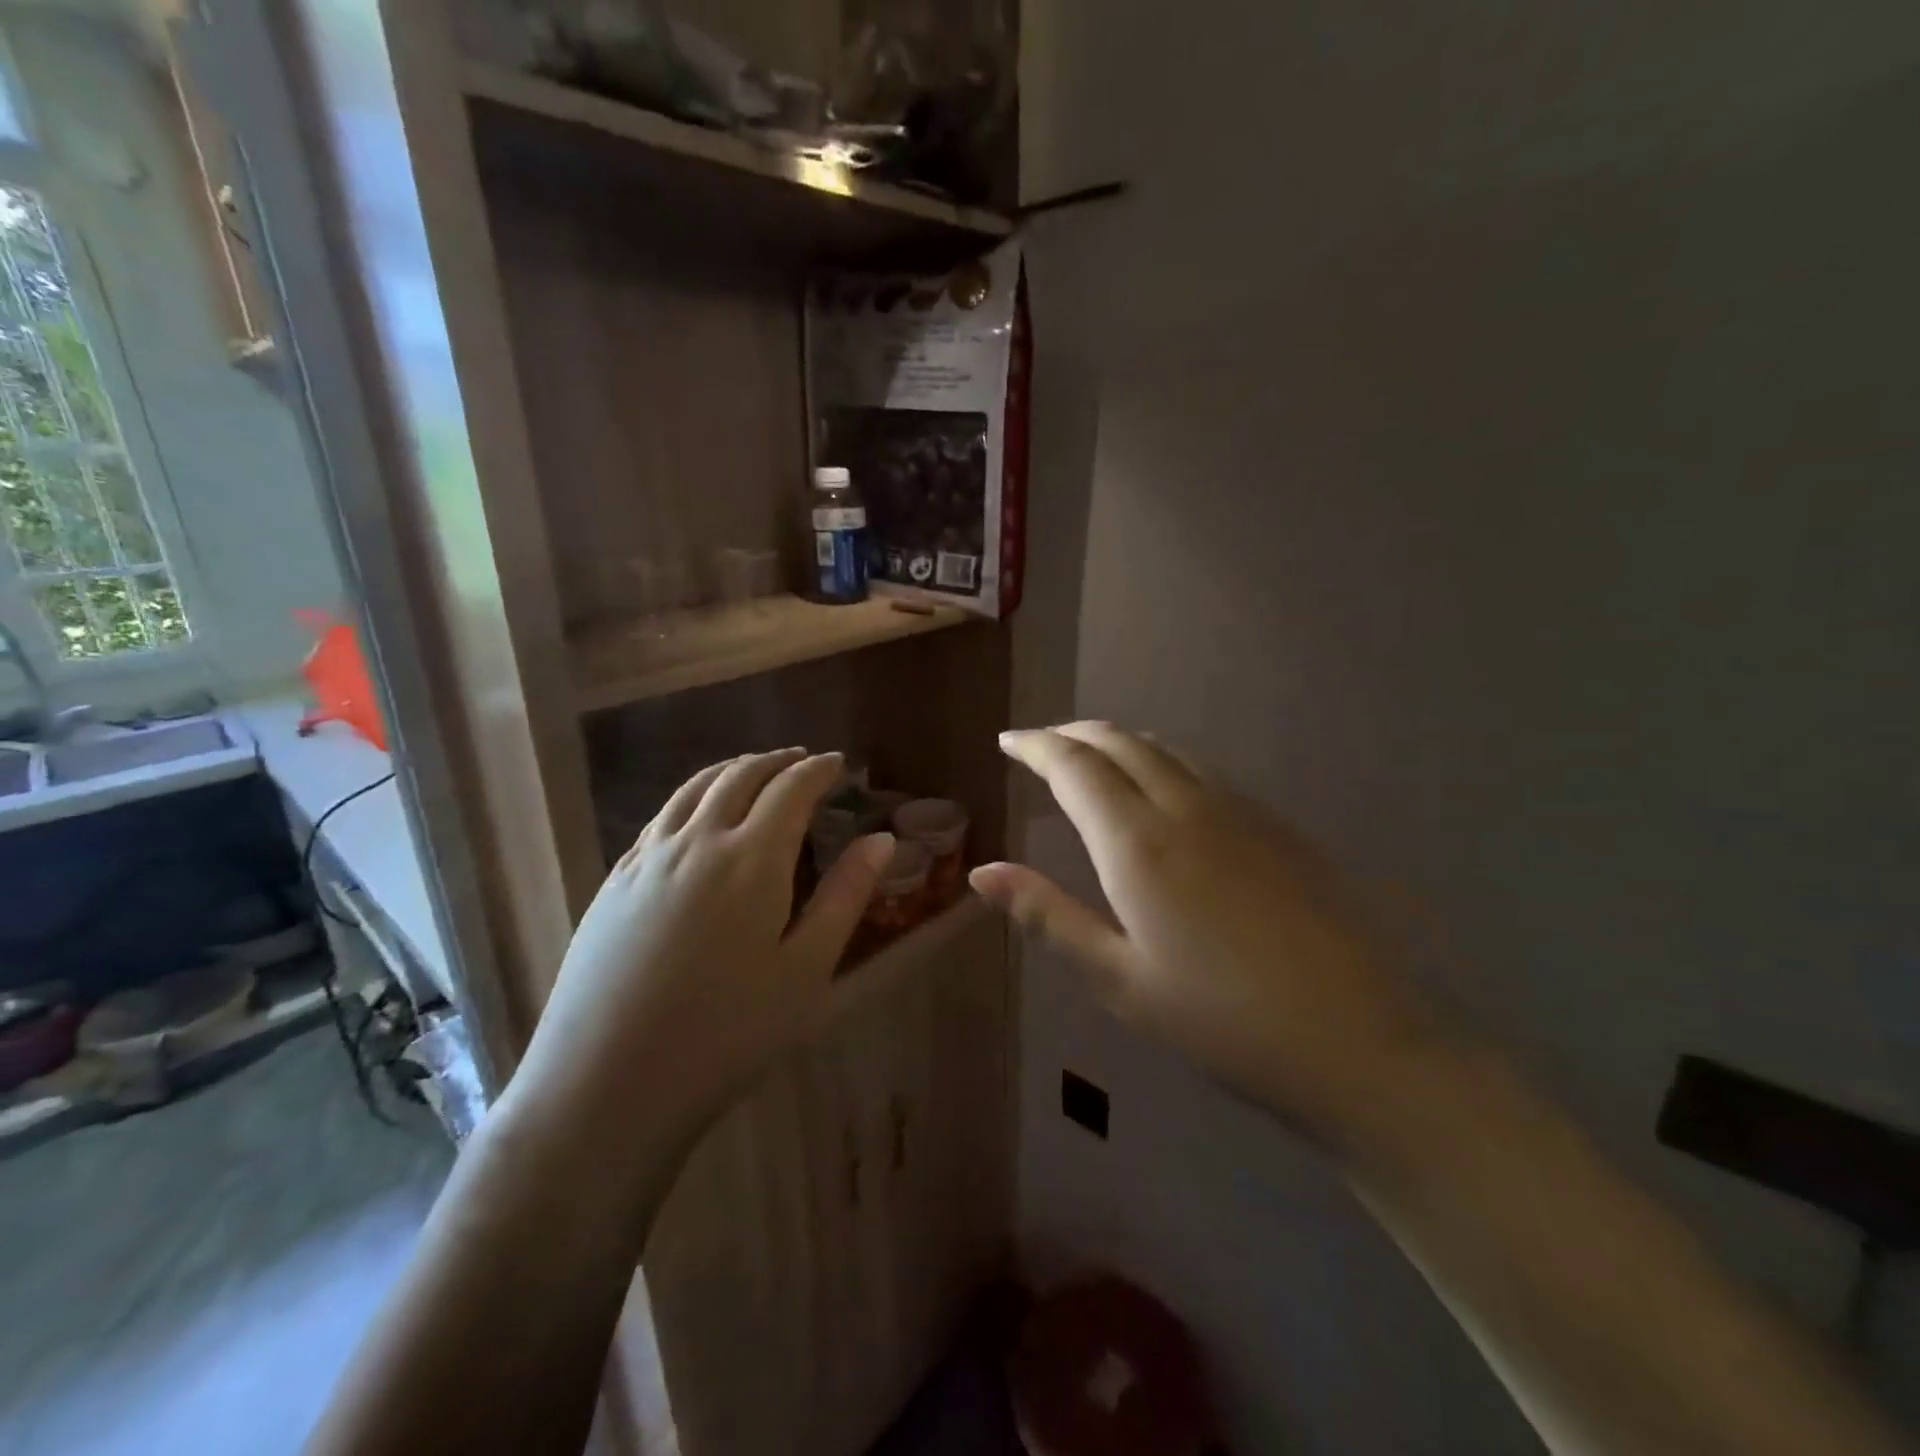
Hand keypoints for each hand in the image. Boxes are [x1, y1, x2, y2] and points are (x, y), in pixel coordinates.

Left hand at [505, 749, 892, 1149]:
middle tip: (802, 760)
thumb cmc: (727, 1033)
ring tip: (755, 771)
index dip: (818, 770)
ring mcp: (648, 858)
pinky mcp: (615, 880)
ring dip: (732, 769)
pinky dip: (692, 796)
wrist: (607, 1084)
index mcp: (752, 858)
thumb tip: (882, 839)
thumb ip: (845, 896)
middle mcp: (697, 841)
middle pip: (740, 776)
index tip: (839, 764)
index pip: (791, 789)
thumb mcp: (806, 969)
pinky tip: (697, 815)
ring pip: (694, 788)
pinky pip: (661, 815)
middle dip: (776, 761)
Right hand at [972, 723, 1437, 1146]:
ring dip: (1118, 742)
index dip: (1036, 745)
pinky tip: (1162, 791)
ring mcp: (1239, 810)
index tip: (1008, 739)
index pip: (1074, 766)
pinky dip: (1161, 761)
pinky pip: (1202, 770)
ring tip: (1092, 758)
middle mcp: (1186, 807)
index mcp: (1138, 842)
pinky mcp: (1277, 825)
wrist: (1360, 1041)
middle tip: (1041, 744)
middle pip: (1119, 741)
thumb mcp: (1118, 979)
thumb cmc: (1221, 1020)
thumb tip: (982, 872)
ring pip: (1165, 749)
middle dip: (1073, 733)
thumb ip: (1048, 915)